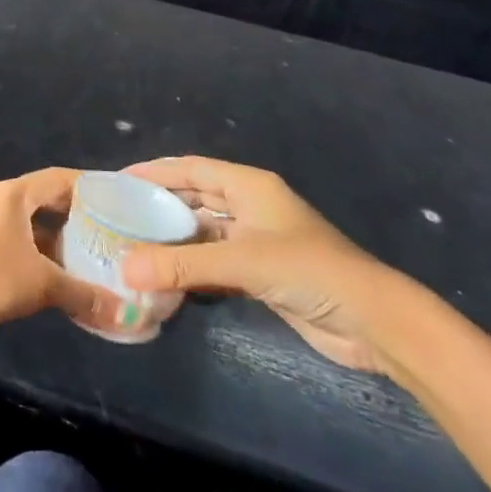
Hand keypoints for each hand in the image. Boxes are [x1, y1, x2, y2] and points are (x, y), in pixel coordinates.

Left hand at [0, 168, 126, 351]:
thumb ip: (82, 295)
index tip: (122, 203)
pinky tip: (64, 291)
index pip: (61, 179)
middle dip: (81, 224)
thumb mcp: (39, 282)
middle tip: (116, 241)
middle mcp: (2, 206)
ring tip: (98, 269)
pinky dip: (43, 270)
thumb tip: (126, 313)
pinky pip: (21, 258)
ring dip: (62, 251)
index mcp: (15, 195)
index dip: (92, 188)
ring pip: (35, 236)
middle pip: (49, 207)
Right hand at [120, 156, 401, 372]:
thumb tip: (123, 268)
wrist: (373, 323)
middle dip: (159, 205)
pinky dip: (191, 267)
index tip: (117, 180)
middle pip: (195, 197)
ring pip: (203, 232)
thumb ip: (182, 264)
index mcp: (249, 186)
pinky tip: (164, 278)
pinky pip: (215, 262)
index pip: (191, 168)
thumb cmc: (308, 271)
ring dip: (174, 239)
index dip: (154, 171)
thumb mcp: (242, 262)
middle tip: (119, 214)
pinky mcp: (261, 273)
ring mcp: (256, 240)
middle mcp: (250, 206)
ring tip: (132, 246)